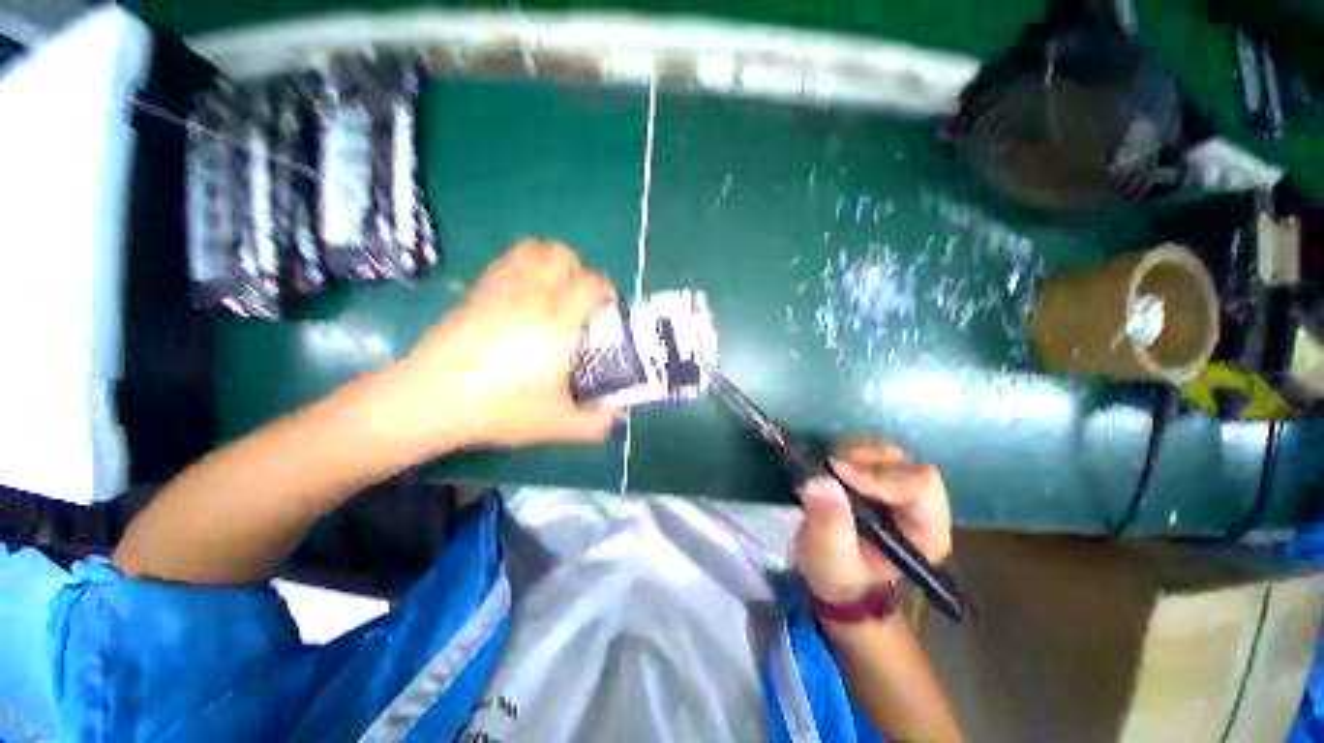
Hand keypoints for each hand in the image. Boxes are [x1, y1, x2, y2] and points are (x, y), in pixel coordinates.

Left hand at [396, 239, 622, 449]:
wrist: (431, 399)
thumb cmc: (501, 409)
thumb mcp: (558, 425)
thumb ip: (597, 423)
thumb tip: (618, 414)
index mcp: (559, 323)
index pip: (592, 283)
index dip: (607, 291)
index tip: (608, 310)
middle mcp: (533, 296)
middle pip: (563, 255)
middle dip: (580, 271)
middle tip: (580, 301)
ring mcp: (501, 288)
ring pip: (534, 249)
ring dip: (552, 263)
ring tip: (554, 292)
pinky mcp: (478, 291)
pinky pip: (509, 261)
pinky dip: (526, 267)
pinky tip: (524, 297)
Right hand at [793, 436, 951, 604]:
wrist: (830, 567)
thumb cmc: (839, 572)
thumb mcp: (831, 560)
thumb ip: (829, 525)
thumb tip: (820, 480)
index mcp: (925, 530)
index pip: (921, 485)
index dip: (880, 474)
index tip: (838, 472)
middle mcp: (919, 501)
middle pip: (902, 462)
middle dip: (862, 460)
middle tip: (827, 467)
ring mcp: (897, 481)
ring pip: (883, 450)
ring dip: (849, 452)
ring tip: (824, 468)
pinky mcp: (875, 469)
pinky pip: (864, 445)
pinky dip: (842, 448)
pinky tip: (826, 464)